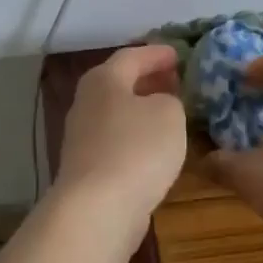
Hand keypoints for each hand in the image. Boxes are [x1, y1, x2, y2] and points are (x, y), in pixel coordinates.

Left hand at [55, 44, 188, 225]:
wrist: (97, 208)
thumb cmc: (136, 149)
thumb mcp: (169, 113)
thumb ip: (170, 100)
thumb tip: (160, 105)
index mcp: (103, 79)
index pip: (132, 56)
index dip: (157, 54)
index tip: (178, 54)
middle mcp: (87, 102)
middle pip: (120, 83)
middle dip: (148, 80)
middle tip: (175, 81)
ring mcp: (83, 136)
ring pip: (118, 113)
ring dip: (142, 110)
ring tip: (170, 113)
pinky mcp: (87, 167)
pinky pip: (117, 141)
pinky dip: (136, 137)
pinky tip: (155, 148)